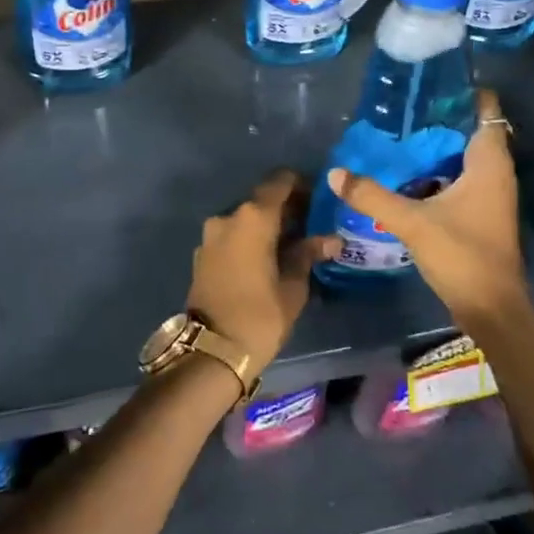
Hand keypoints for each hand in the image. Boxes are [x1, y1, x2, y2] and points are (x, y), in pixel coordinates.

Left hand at [187, 169, 339, 372]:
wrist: (211, 350)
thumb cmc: (260, 315)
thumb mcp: (293, 286)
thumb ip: (308, 254)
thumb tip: (331, 239)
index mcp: (253, 218)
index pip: (280, 182)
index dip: (301, 185)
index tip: (318, 200)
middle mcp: (228, 217)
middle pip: (261, 200)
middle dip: (285, 209)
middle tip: (310, 226)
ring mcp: (210, 235)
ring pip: (245, 219)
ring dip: (265, 226)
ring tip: (289, 246)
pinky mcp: (202, 254)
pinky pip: (231, 236)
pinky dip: (249, 240)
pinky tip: (266, 259)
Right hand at [326, 89, 528, 321]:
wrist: (491, 308)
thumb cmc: (461, 255)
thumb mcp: (412, 222)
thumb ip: (372, 196)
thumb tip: (336, 173)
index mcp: (489, 163)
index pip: (486, 110)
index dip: (462, 93)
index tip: (429, 83)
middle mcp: (497, 173)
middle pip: (472, 131)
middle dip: (440, 119)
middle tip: (402, 110)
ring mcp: (491, 195)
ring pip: (465, 157)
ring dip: (438, 147)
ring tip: (399, 137)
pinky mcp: (482, 213)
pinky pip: (461, 178)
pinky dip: (439, 171)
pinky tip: (409, 175)